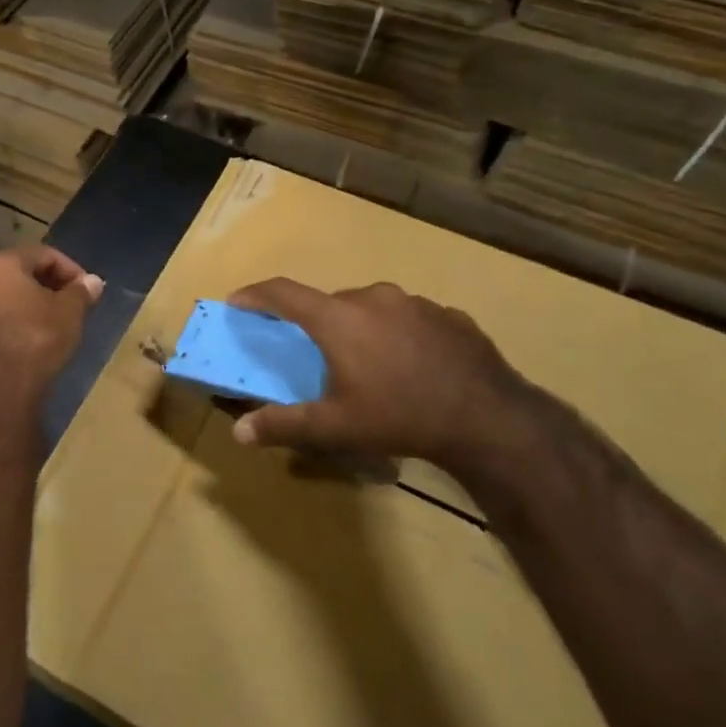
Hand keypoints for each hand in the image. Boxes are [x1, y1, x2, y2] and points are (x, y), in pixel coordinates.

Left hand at [0, 245, 103, 388]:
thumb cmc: (38, 338)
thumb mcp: (70, 312)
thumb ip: (81, 292)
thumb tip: (93, 282)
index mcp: (1, 265)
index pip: (43, 255)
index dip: (71, 270)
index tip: (87, 290)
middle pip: (18, 276)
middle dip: (46, 289)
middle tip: (70, 307)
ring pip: (1, 302)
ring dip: (25, 310)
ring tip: (49, 329)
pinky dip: (9, 329)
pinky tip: (26, 348)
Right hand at [226, 279, 528, 467]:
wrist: (487, 418)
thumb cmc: (398, 417)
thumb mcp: (335, 427)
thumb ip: (283, 425)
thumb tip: (238, 433)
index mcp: (338, 318)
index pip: (283, 293)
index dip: (256, 295)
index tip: (238, 300)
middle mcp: (373, 298)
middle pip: (330, 303)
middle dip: (315, 323)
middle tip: (315, 354)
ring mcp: (415, 303)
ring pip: (371, 308)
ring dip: (359, 327)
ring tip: (368, 364)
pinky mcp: (448, 315)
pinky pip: (408, 318)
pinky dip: (397, 334)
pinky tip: (409, 365)